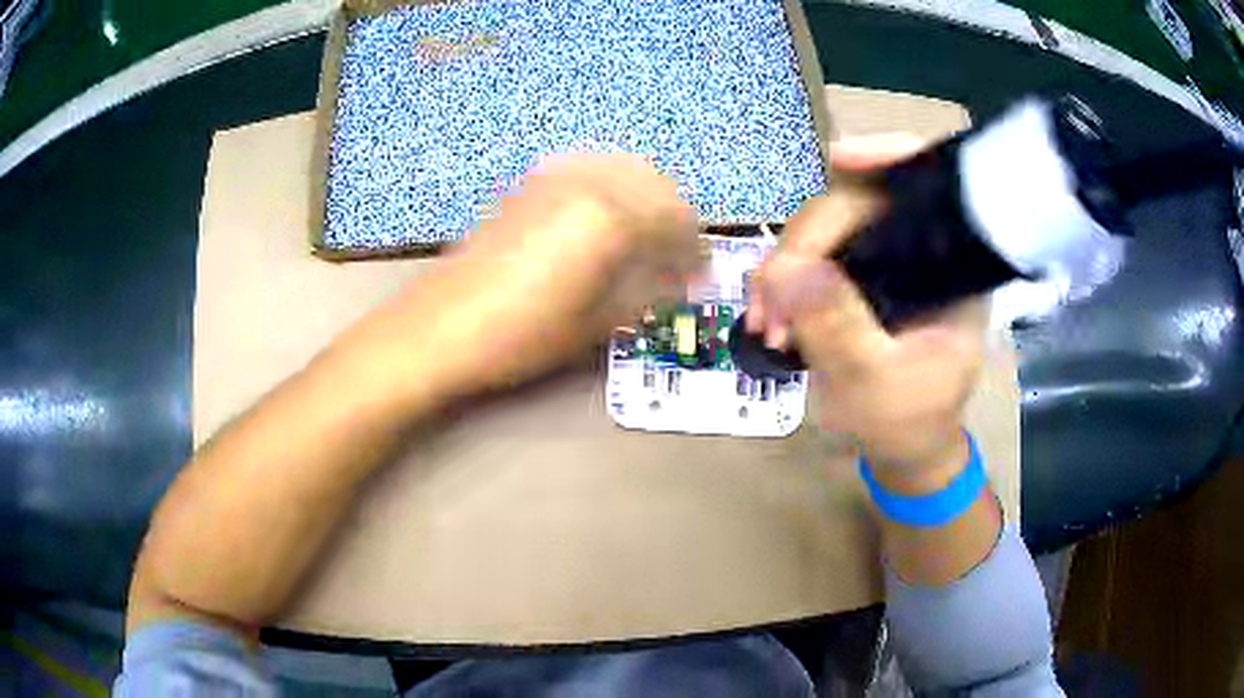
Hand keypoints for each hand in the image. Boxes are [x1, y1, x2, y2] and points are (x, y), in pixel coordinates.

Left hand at [363, 154, 701, 402]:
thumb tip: (684, 277)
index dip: (694, 249)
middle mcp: (587, 180)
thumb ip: (650, 290)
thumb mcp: (598, 321)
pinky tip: (603, 218)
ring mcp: (554, 175)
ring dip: (645, 197)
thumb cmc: (522, 335)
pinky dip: (610, 187)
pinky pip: (587, 169)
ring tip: (644, 237)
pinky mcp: (528, 183)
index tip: (699, 273)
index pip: (676, 220)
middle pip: (655, 183)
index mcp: (610, 215)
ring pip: (622, 168)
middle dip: (675, 217)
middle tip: (676, 255)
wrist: (440, 327)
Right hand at [749, 136, 985, 492]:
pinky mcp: (854, 279)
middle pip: (857, 203)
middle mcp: (919, 251)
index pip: (927, 184)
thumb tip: (785, 269)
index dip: (887, 155)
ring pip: (823, 230)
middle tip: (770, 300)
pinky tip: (765, 317)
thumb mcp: (877, 385)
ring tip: (764, 322)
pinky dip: (780, 283)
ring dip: (782, 267)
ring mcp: (883, 262)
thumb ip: (839, 328)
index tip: (838, 159)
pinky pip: (808, 259)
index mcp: (952, 266)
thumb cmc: (909, 425)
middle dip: (805, 243)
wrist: (903, 453)